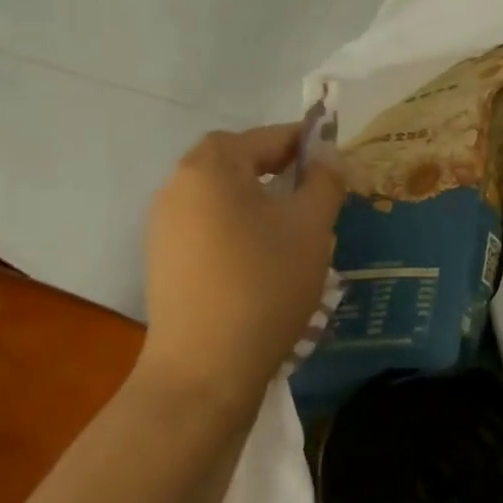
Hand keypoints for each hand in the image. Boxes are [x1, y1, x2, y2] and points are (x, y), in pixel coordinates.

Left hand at [142, 126, 345, 397]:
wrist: (206, 367)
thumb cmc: (266, 282)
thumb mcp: (312, 225)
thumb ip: (325, 181)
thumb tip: (329, 159)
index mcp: (212, 166)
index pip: (267, 136)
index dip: (307, 143)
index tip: (338, 161)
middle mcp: (178, 185)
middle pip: (239, 162)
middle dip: (282, 170)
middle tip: (318, 193)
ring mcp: (165, 225)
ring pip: (224, 196)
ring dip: (261, 200)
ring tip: (297, 230)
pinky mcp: (164, 259)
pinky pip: (210, 225)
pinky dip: (240, 228)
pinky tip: (265, 260)